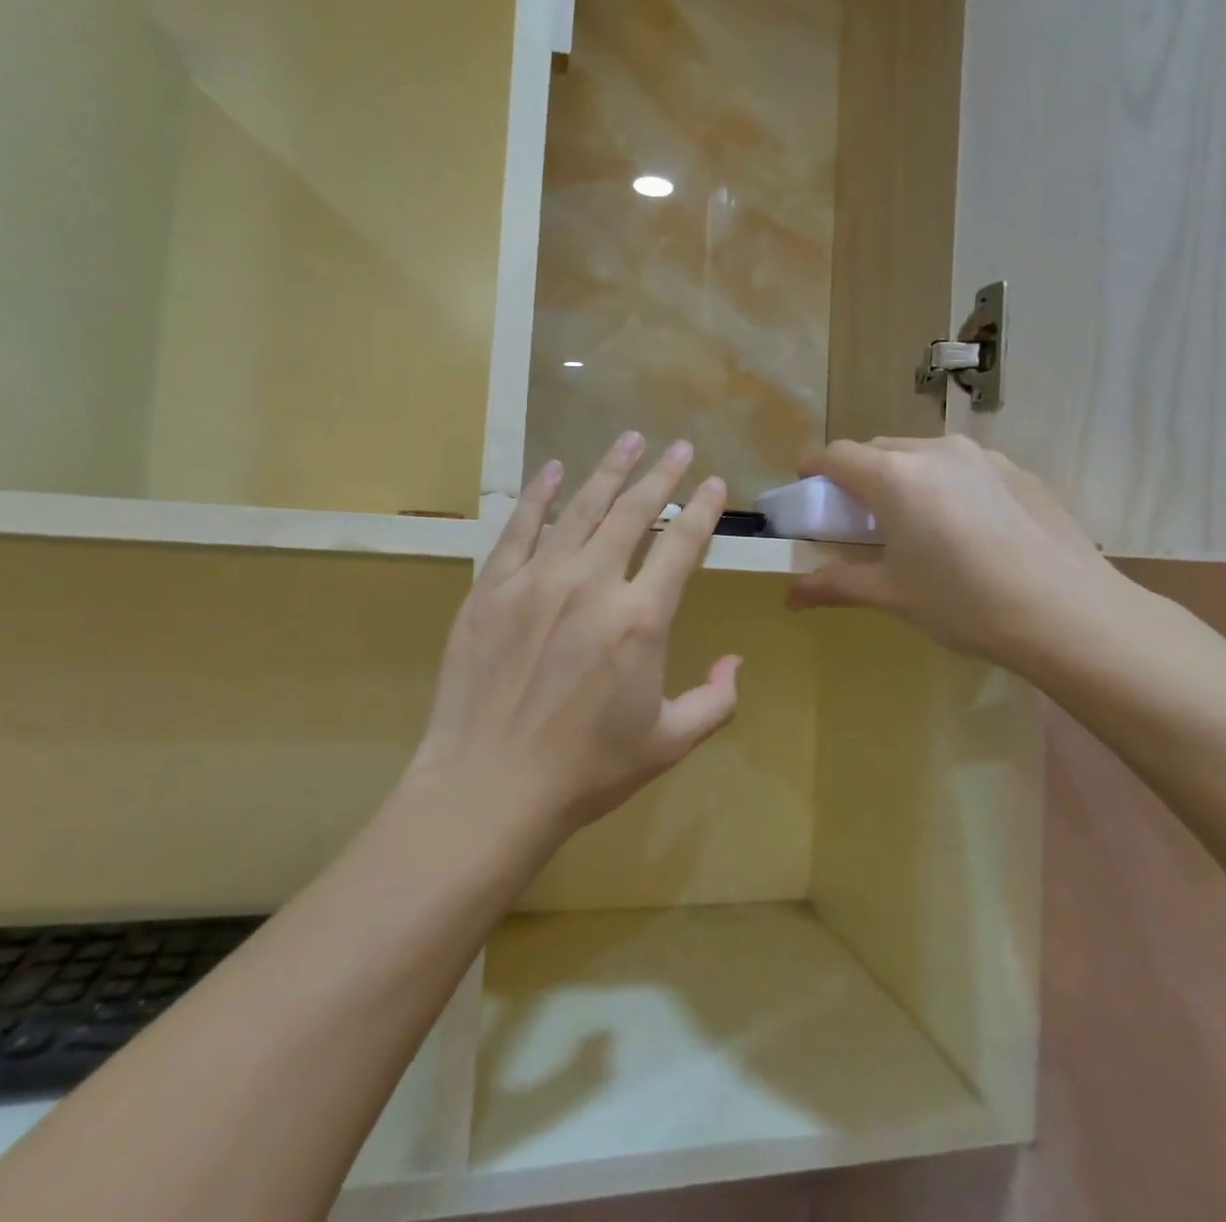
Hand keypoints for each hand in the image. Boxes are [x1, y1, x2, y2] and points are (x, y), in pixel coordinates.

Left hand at [406, 433, 740, 852]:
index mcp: (640, 619)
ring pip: (581, 508)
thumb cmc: (586, 770)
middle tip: (678, 446)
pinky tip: (554, 470)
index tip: (715, 482)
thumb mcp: (668, 743)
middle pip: (633, 512)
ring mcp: (536, 580)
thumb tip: (736, 662)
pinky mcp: (492, 588)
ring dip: (609, 470)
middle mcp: (592, 584)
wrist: (488, 786)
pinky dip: (540, 495)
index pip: (682, 545)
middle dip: (661, 474)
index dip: (703, 510)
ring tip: (628, 439)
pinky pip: (520, 528)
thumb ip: (715, 701)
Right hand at [787, 436, 1136, 676]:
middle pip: (878, 450)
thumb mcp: (892, 595)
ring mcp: (983, 457)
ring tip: (918, 525)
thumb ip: (836, 584)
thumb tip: (790, 597)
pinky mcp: (1019, 471)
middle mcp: (935, 451)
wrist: (1070, 614)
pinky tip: (969, 531)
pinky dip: (947, 486)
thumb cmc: (965, 603)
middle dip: (859, 476)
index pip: (837, 455)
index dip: (815, 471)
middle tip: (862, 519)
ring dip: (904, 478)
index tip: (809, 493)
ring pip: (923, 454)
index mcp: (895, 477)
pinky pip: (964, 467)